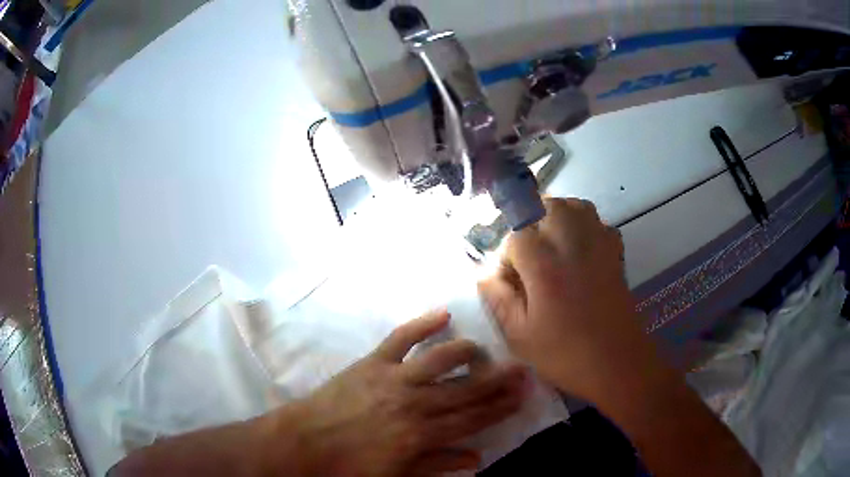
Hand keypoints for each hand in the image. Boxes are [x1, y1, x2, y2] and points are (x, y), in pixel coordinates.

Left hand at [274, 310, 527, 476]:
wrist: (305, 442)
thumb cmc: (350, 465)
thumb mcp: (397, 475)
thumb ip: (437, 465)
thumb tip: (477, 458)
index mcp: (421, 435)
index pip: (472, 419)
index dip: (500, 408)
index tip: (521, 396)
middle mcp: (414, 403)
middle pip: (465, 390)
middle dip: (497, 381)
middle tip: (521, 369)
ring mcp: (393, 378)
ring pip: (440, 360)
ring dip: (467, 352)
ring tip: (485, 349)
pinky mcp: (372, 362)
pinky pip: (402, 338)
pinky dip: (422, 324)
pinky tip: (442, 314)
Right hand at [478, 198, 653, 403]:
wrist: (617, 363)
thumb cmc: (565, 355)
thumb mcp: (519, 336)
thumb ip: (498, 299)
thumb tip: (484, 273)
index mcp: (545, 267)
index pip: (517, 236)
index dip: (507, 255)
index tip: (510, 280)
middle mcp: (572, 246)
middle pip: (548, 206)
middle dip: (532, 223)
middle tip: (530, 254)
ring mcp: (599, 246)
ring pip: (576, 206)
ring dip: (559, 217)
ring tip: (553, 245)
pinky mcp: (616, 254)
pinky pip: (599, 224)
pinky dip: (586, 228)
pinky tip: (580, 252)